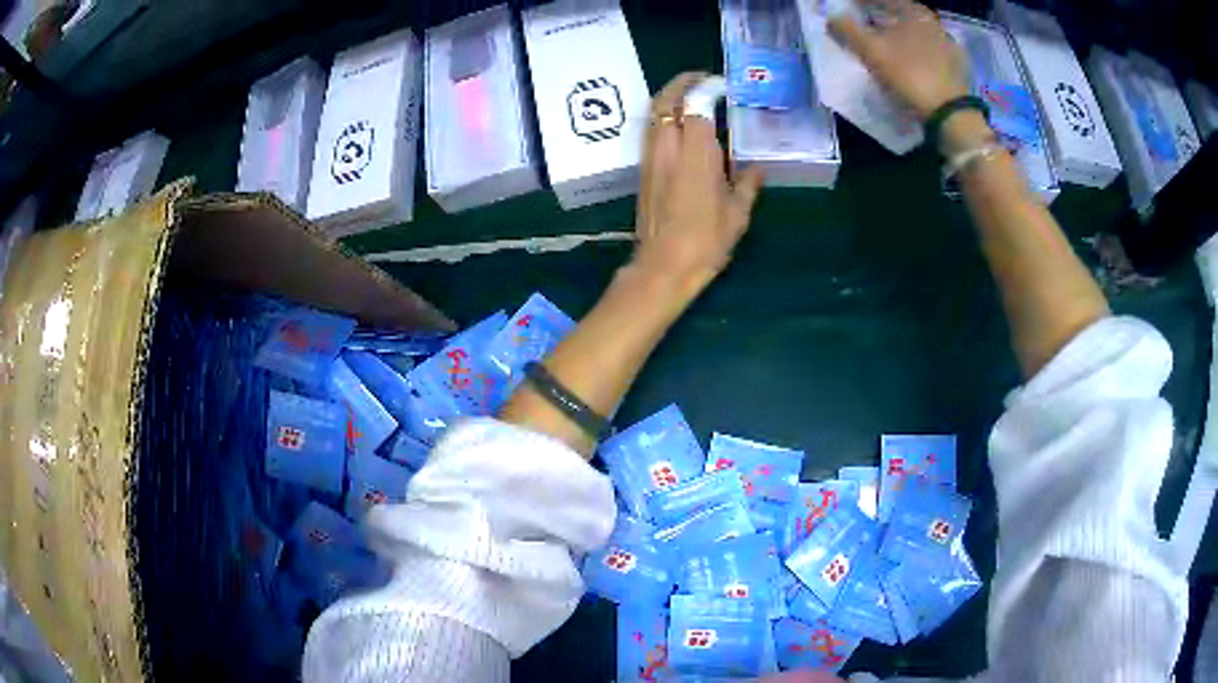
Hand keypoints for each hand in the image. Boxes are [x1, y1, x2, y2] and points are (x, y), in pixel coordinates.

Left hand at [633, 73, 763, 301]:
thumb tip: (757, 170)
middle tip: (702, 80)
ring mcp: (650, 158)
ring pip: (653, 114)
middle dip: (681, 83)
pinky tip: (680, 128)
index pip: (695, 105)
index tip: (721, 85)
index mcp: (695, 152)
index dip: (706, 89)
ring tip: (691, 98)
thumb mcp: (737, 214)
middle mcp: (667, 147)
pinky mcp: (643, 171)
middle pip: (665, 101)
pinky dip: (663, 119)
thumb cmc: (705, 241)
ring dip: (669, 99)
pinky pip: (650, 132)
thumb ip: (747, 185)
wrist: (662, 267)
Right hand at [828, 0, 968, 120]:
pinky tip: (904, 63)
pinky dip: (912, 52)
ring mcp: (946, 44)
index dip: (860, 4)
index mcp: (914, 11)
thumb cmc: (909, 74)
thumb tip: (831, 17)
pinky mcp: (953, 65)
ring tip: (881, 46)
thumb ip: (847, 29)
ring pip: (912, 33)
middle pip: (898, 14)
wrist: (950, 114)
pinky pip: (925, 51)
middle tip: (862, 25)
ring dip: (895, 36)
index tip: (846, 9)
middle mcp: (932, 22)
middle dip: (878, 18)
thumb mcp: (871, 50)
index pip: (881, 0)